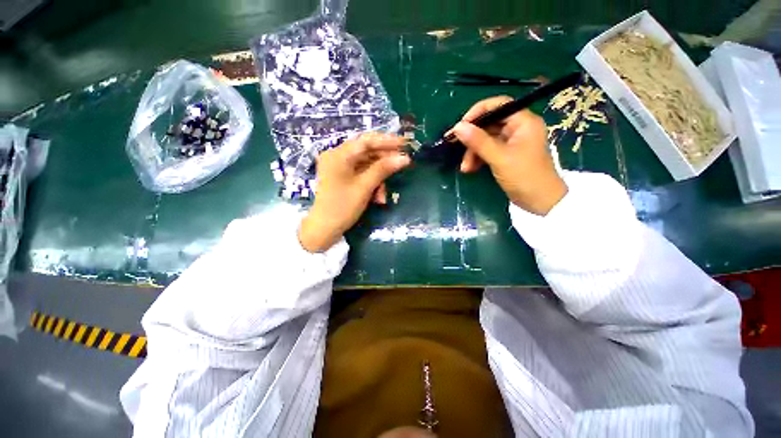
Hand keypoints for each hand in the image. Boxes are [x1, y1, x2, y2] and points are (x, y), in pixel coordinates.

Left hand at [298, 133, 410, 252]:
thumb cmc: (342, 207)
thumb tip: (405, 158)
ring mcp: (339, 167)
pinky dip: (371, 183)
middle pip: (366, 151)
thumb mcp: (364, 187)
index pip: (366, 141)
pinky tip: (377, 197)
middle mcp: (337, 156)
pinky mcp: (342, 176)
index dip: (387, 141)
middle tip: (402, 164)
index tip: (405, 143)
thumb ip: (383, 169)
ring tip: (383, 196)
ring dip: (378, 178)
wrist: (324, 229)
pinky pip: (361, 174)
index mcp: (338, 155)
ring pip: (366, 165)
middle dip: (384, 161)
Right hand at [451, 96, 566, 214]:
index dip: (477, 113)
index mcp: (523, 121)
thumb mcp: (499, 158)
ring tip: (465, 167)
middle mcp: (518, 128)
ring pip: (486, 139)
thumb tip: (457, 127)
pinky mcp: (506, 155)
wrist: (540, 201)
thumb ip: (478, 141)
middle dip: (472, 139)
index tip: (460, 126)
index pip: (498, 105)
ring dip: (473, 152)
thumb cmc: (524, 176)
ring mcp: (512, 142)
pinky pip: (488, 150)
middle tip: (456, 148)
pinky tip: (471, 169)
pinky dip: (478, 158)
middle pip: (489, 124)